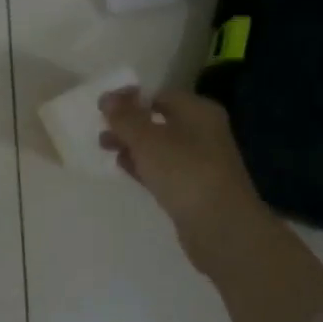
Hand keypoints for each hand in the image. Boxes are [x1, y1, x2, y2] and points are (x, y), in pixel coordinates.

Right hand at [99, 89, 269, 272]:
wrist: (221, 226)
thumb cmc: (184, 172)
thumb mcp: (147, 139)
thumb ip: (125, 117)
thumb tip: (107, 97)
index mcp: (198, 111)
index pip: (160, 95)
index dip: (131, 99)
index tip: (104, 108)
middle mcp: (202, 132)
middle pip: (159, 120)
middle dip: (129, 124)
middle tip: (102, 131)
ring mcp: (199, 161)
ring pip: (159, 146)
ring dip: (133, 146)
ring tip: (105, 149)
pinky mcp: (193, 188)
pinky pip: (163, 169)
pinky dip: (143, 166)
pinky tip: (123, 169)